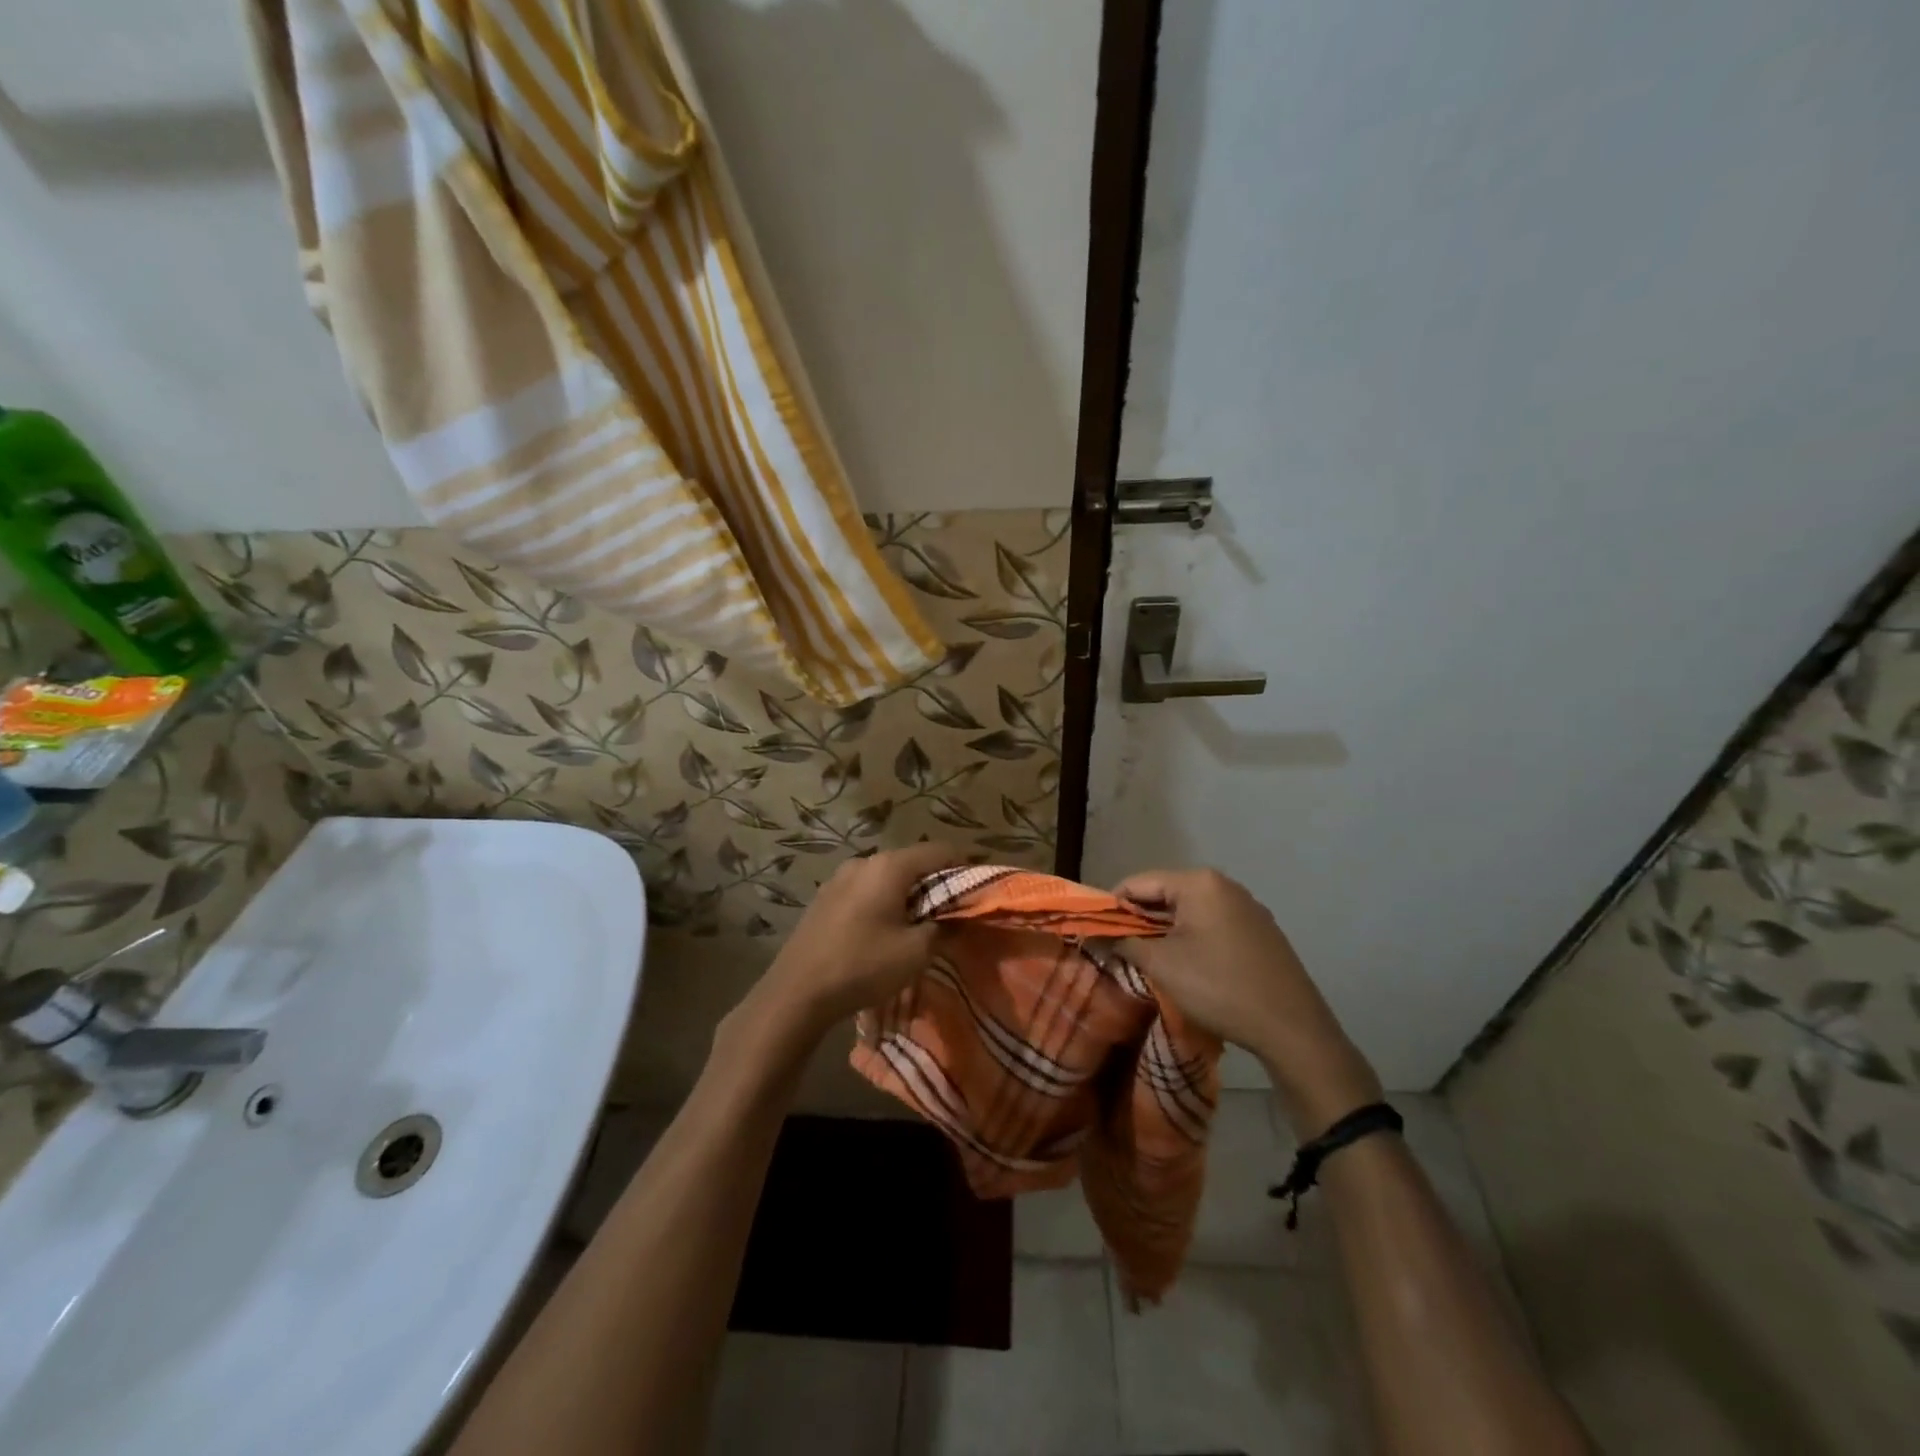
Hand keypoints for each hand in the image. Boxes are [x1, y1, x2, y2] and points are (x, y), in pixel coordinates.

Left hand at [748, 841, 962, 1037]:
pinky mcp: (824, 898)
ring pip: (886, 877)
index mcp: (889, 866)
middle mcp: (864, 861)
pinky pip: (865, 891)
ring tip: (917, 926)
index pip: (940, 851)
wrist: (796, 993)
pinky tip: (883, 931)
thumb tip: (957, 921)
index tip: (977, 891)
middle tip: (950, 914)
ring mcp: (839, 878)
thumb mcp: (916, 952)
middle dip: (935, 884)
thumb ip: (943, 929)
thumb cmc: (863, 966)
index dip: (965, 867)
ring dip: (907, 895)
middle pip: (912, 862)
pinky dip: (883, 902)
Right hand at [1113, 868, 1381, 1137]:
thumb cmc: (1219, 987)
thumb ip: (1125, 944)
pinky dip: (1192, 938)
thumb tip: (1099, 936)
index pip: (1139, 883)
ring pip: (1189, 911)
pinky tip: (1187, 965)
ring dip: (1165, 931)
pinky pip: (1213, 924)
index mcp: (1199, 882)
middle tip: (1118, 948)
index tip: (1095, 931)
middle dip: (1139, 920)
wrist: (1292, 1028)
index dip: (1112, 906)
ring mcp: (1247, 907)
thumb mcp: (1162, 965)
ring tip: (1148, 959)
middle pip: (1165, 894)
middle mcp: (1224, 885)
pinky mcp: (1260, 931)